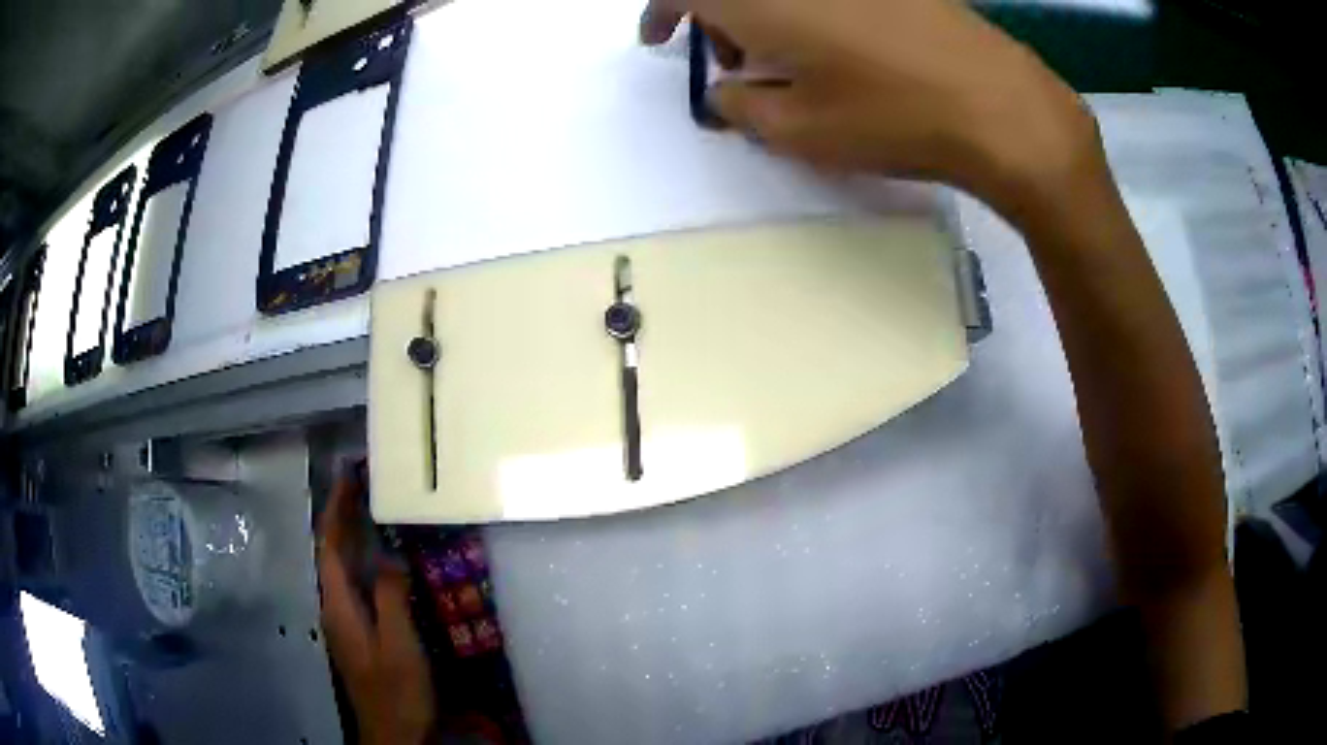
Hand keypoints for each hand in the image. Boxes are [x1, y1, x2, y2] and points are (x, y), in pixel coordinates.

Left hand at [317, 467, 434, 744]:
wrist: (392, 731)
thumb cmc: (396, 690)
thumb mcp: (399, 645)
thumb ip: (391, 598)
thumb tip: (389, 557)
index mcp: (339, 605)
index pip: (328, 546)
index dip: (336, 511)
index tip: (348, 478)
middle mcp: (334, 607)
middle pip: (331, 553)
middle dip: (341, 517)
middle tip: (363, 486)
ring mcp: (344, 621)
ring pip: (340, 568)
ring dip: (350, 537)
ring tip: (370, 512)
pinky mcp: (357, 632)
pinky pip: (353, 583)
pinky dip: (360, 561)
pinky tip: (379, 561)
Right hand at [641, 0, 1101, 223]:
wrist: (1001, 109)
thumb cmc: (892, 118)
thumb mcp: (797, 130)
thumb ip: (737, 105)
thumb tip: (723, 91)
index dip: (661, 12)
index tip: (661, 41)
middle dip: (716, 17)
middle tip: (734, 65)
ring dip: (761, 13)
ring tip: (788, 62)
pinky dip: (806, 9)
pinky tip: (836, 45)